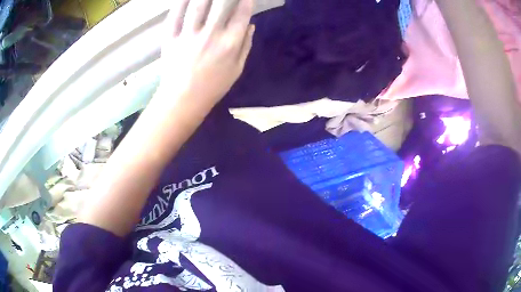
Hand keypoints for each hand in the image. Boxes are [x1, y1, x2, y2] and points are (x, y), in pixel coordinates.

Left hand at [159, 0, 254, 109]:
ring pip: (197, 7)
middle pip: (220, 5)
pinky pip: (175, 16)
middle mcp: (210, 35)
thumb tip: (251, 25)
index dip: (245, 1)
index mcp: (229, 44)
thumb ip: (245, 46)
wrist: (183, 99)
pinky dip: (179, 3)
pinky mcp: (171, 39)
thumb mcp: (236, 69)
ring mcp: (188, 36)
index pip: (241, 14)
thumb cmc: (213, 86)